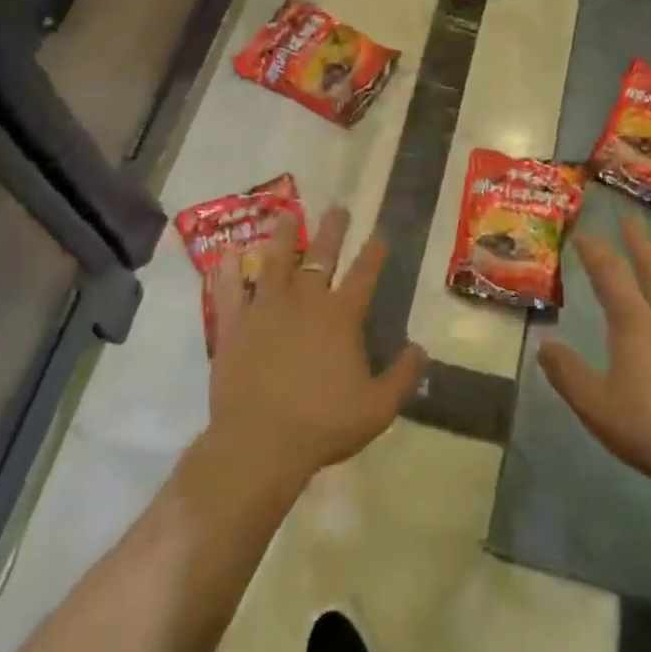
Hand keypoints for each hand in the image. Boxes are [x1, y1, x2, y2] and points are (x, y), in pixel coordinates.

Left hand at [207, 206, 426, 488]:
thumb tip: (421, 349)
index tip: (381, 232)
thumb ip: (403, 375)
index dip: (375, 252)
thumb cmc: (323, 424)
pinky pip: (229, 291)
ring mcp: (265, 309)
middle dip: (332, 231)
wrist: (260, 443)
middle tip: (337, 208)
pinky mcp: (233, 326)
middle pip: (320, 256)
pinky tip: (229, 253)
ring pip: (274, 262)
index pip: (364, 274)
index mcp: (340, 316)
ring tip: (286, 213)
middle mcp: (304, 301)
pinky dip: (229, 271)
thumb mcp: (378, 407)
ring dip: (283, 236)